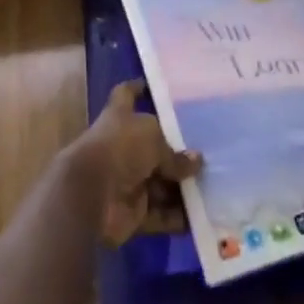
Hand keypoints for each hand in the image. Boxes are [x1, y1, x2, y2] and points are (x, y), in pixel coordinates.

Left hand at [65, 79, 201, 246]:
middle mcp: (122, 146)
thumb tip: (197, 162)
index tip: (152, 86)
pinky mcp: (131, 212)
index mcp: (120, 117)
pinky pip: (158, 214)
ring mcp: (126, 180)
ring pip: (159, 182)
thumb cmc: (121, 148)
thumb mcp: (153, 138)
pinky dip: (176, 216)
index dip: (138, 89)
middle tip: (207, 150)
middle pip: (151, 146)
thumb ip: (174, 153)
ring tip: (212, 184)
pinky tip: (202, 216)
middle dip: (176, 151)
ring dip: (180, 187)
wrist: (91, 196)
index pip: (127, 95)